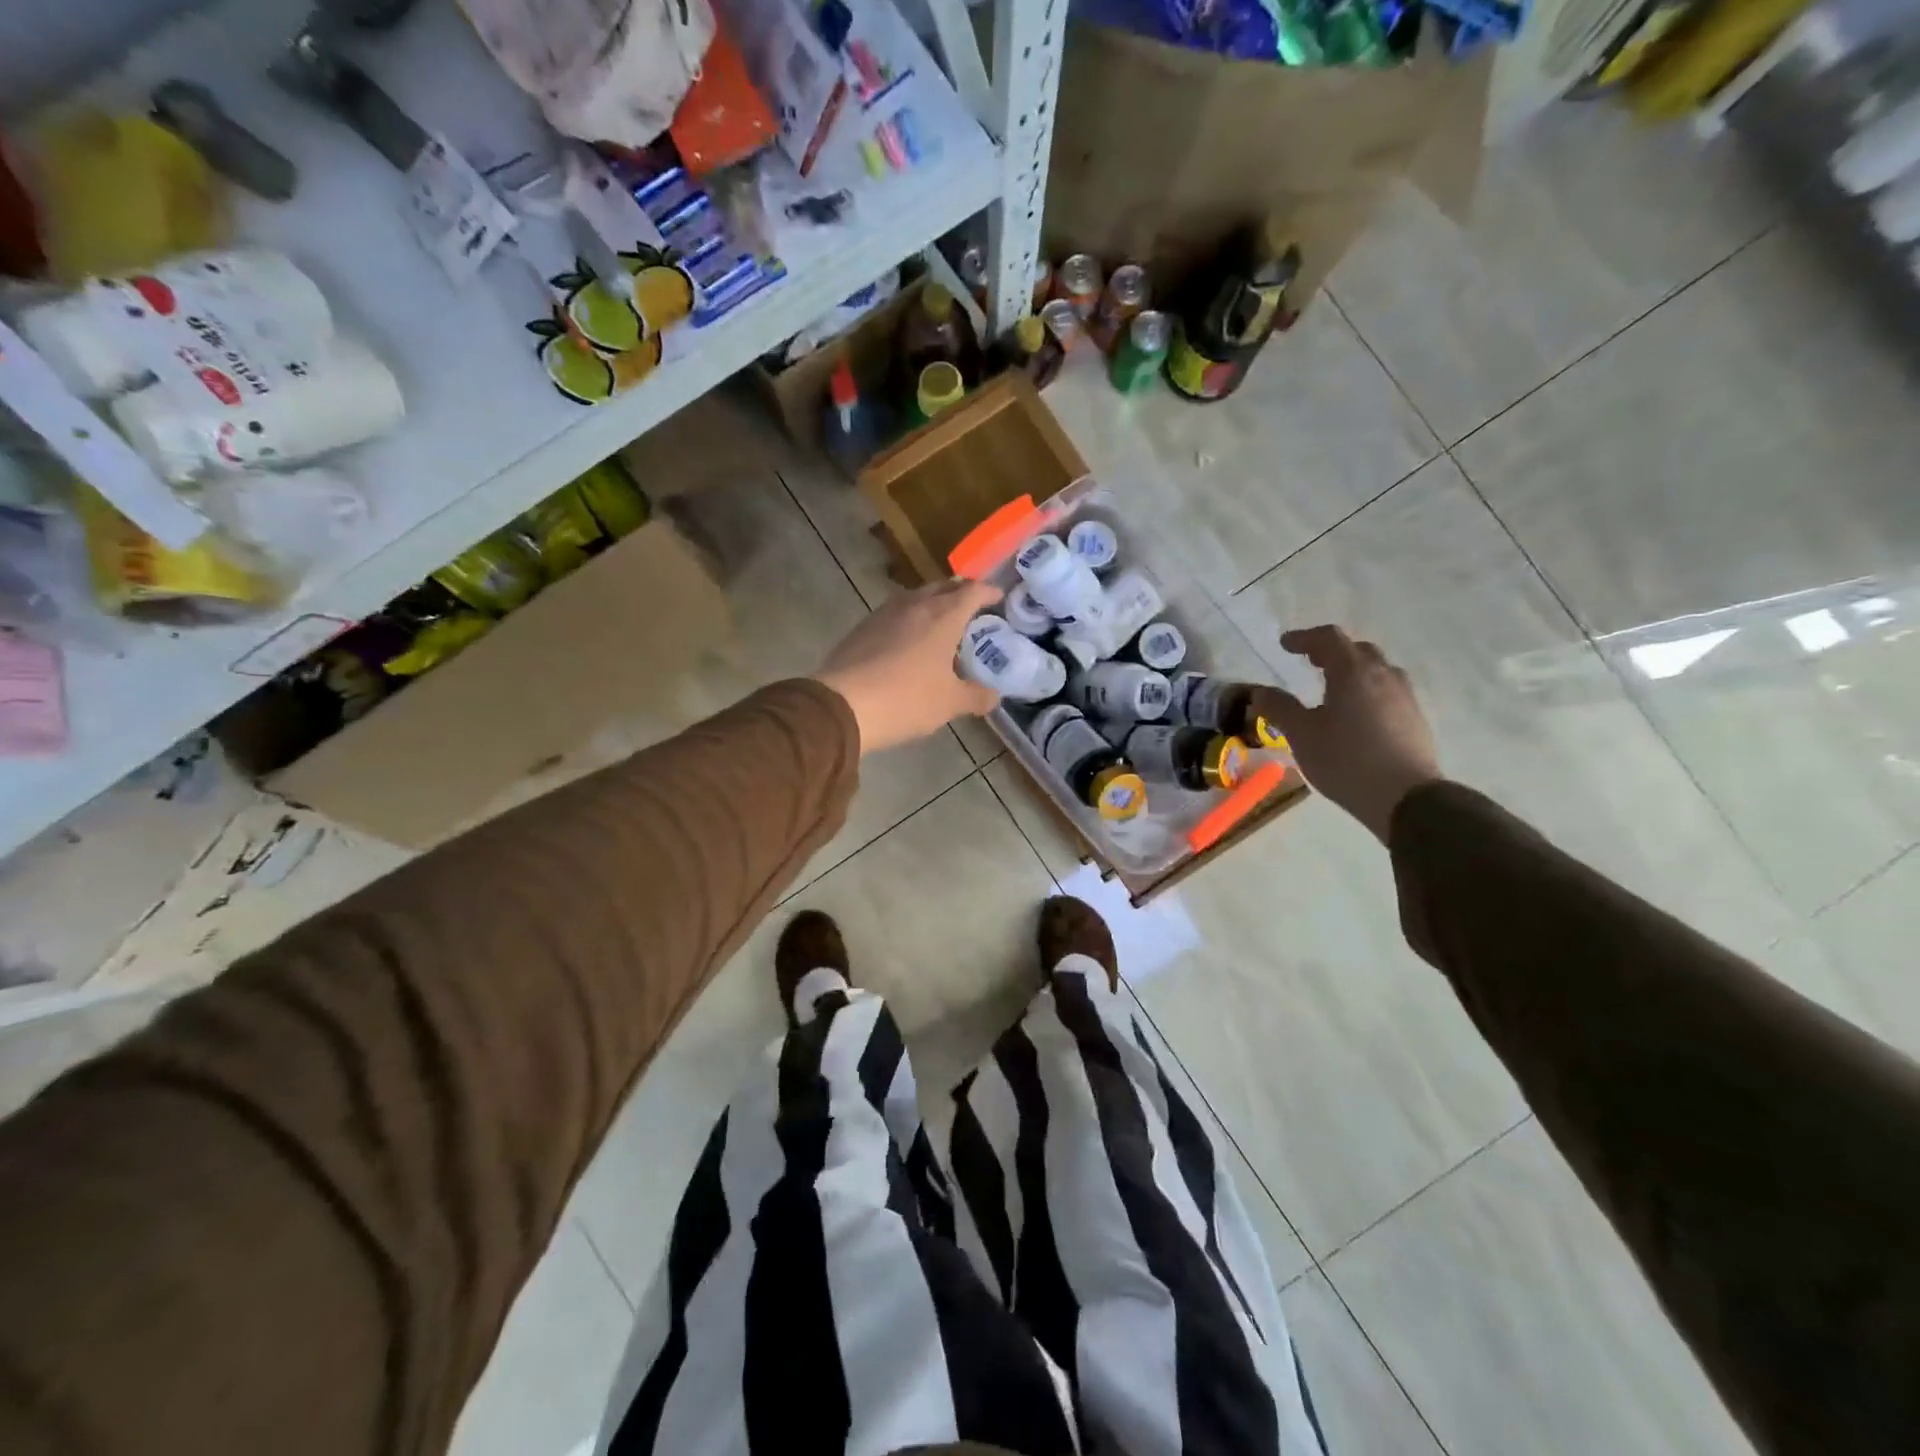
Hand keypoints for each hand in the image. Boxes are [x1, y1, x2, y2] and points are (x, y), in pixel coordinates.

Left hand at [815, 579, 1003, 753]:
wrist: (842, 705)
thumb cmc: (906, 699)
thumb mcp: (949, 703)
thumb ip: (976, 696)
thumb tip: (993, 696)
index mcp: (943, 616)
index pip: (972, 591)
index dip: (988, 592)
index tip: (997, 597)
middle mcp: (914, 605)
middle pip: (942, 587)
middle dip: (959, 593)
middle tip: (971, 608)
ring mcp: (884, 613)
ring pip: (915, 597)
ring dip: (932, 604)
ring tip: (940, 623)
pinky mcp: (862, 627)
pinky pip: (894, 614)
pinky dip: (909, 619)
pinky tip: (908, 640)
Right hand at [1254, 625, 1441, 842]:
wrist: (1405, 798)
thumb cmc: (1346, 760)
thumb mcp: (1301, 734)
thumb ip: (1279, 708)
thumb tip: (1260, 691)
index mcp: (1353, 672)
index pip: (1329, 638)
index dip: (1304, 638)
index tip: (1285, 645)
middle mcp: (1383, 676)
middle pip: (1357, 650)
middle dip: (1331, 652)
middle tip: (1310, 662)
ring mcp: (1405, 697)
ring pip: (1377, 671)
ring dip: (1352, 671)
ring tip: (1333, 688)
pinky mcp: (1415, 719)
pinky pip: (1388, 692)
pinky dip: (1367, 691)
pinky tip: (1356, 715)